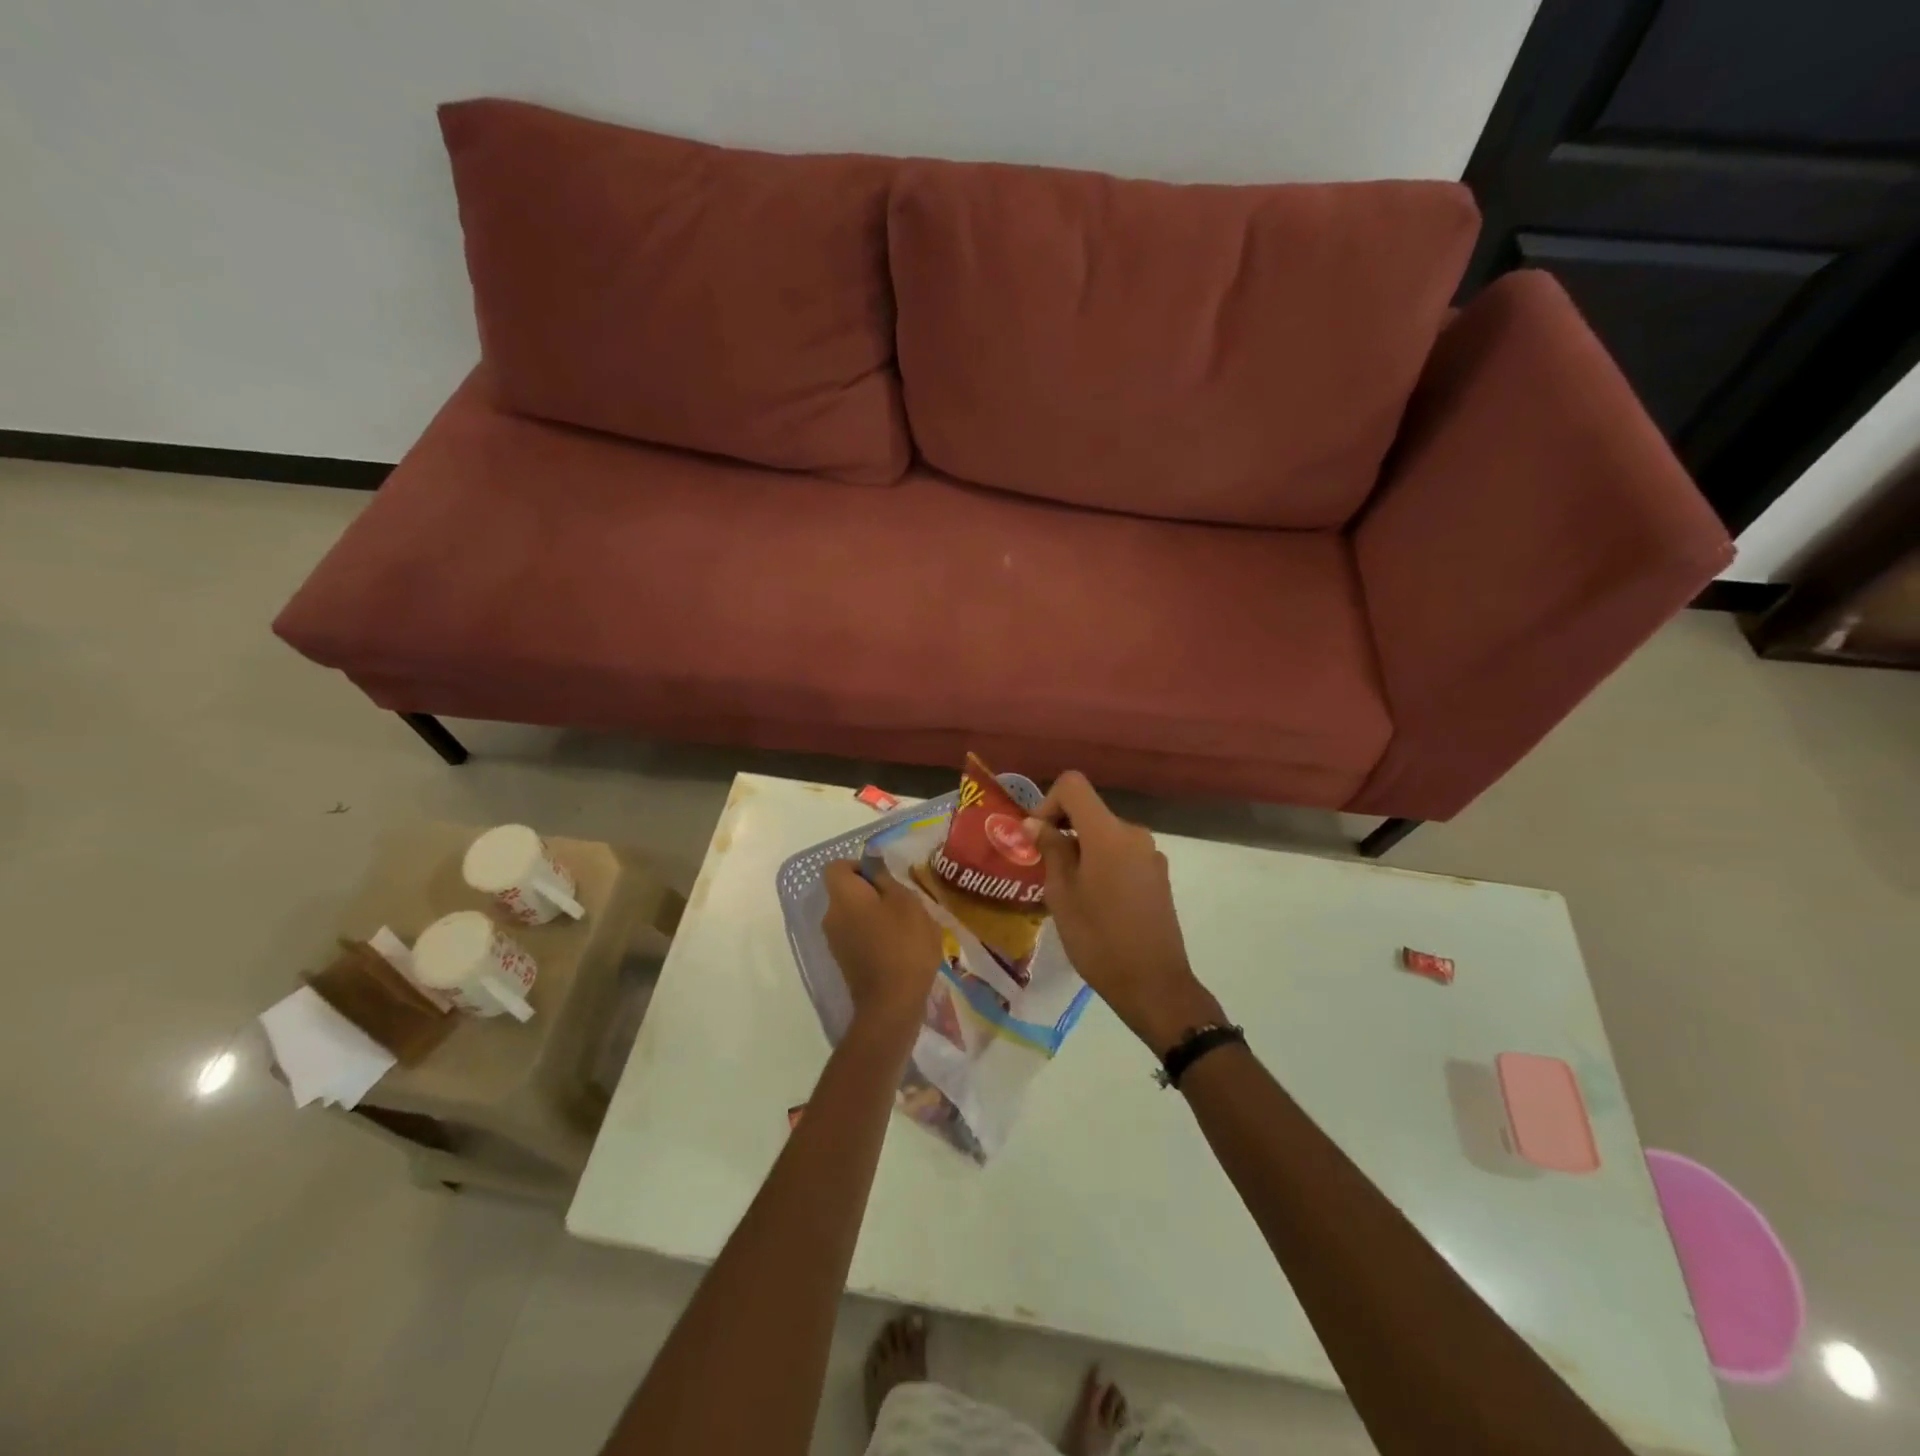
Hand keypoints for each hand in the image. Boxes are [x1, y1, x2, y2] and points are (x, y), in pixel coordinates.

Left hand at [821, 859, 942, 1041]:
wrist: (891, 1004)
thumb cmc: (903, 945)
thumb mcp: (906, 902)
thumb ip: (886, 879)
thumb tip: (873, 865)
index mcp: (843, 896)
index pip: (837, 866)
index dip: (859, 865)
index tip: (884, 878)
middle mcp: (830, 916)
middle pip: (845, 891)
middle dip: (872, 892)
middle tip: (902, 901)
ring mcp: (834, 941)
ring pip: (852, 914)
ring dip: (874, 914)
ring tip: (905, 926)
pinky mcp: (844, 961)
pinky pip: (856, 935)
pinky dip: (873, 935)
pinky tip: (898, 947)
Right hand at [1026, 772, 1223, 1054]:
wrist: (1154, 985)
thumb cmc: (1099, 940)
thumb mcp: (1062, 895)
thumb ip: (1051, 851)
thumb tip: (1037, 824)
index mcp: (1108, 833)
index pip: (1073, 786)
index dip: (1048, 803)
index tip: (1037, 838)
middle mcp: (1133, 834)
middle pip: (1089, 811)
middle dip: (1062, 830)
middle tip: (1043, 867)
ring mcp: (1150, 855)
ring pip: (1105, 835)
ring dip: (1082, 849)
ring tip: (1067, 891)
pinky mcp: (1158, 875)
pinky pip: (1122, 854)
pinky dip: (1102, 863)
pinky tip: (1095, 902)